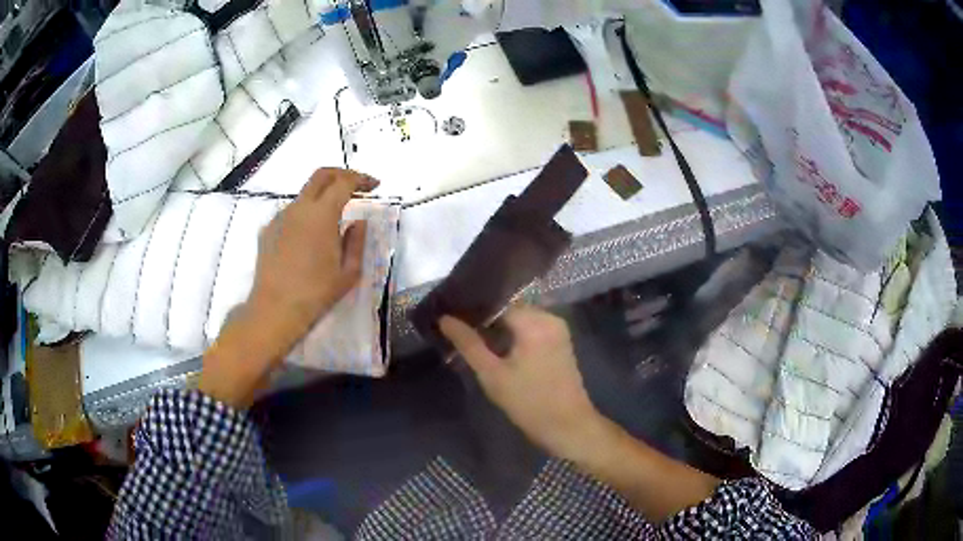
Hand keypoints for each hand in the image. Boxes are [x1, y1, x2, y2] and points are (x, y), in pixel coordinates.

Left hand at [248, 168, 376, 338]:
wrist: (275, 310)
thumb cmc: (316, 293)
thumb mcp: (349, 272)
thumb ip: (356, 241)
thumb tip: (358, 223)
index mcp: (322, 214)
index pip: (344, 182)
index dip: (362, 179)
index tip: (374, 186)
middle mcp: (299, 208)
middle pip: (321, 176)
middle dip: (342, 175)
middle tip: (357, 187)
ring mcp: (280, 217)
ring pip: (305, 195)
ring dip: (322, 197)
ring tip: (334, 219)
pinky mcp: (268, 230)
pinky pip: (291, 213)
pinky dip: (306, 215)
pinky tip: (310, 237)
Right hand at [440, 306, 604, 459]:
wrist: (569, 426)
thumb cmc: (529, 403)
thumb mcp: (493, 375)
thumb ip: (468, 344)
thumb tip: (445, 319)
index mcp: (534, 321)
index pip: (496, 302)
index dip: (472, 309)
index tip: (451, 317)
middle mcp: (549, 317)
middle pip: (509, 308)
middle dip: (485, 318)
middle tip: (458, 330)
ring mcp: (558, 329)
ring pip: (520, 318)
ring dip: (499, 327)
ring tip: (472, 338)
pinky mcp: (560, 341)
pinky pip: (532, 328)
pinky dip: (514, 334)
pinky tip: (496, 347)